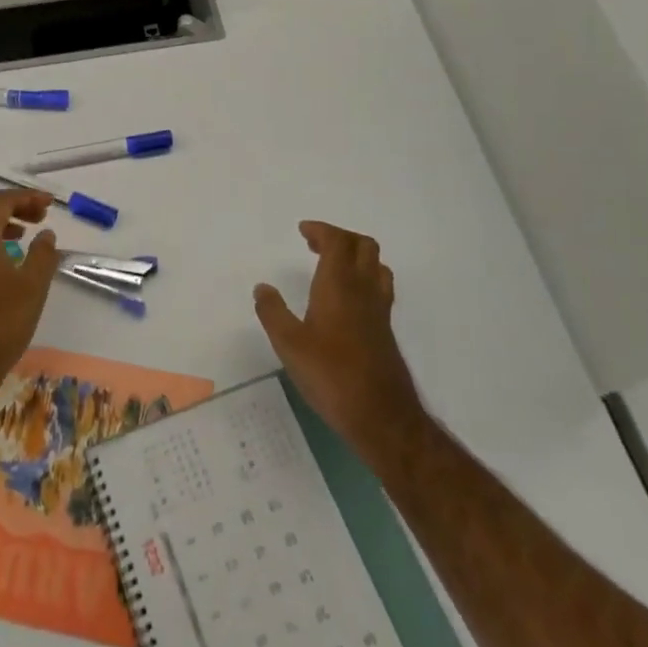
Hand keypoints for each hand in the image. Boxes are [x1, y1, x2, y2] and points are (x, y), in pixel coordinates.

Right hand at [254, 222, 423, 464]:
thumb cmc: (331, 375)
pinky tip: (346, 299)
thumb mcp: (289, 344)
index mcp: (339, 286)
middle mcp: (364, 290)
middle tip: (315, 244)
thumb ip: (273, 312)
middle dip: (340, 237)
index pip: (338, 242)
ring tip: (332, 266)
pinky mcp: (385, 330)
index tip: (303, 231)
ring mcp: (379, 310)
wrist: (381, 416)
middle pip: (363, 246)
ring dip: (356, 256)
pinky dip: (364, 277)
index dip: (322, 230)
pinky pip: (379, 287)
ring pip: (376, 265)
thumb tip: (262, 287)